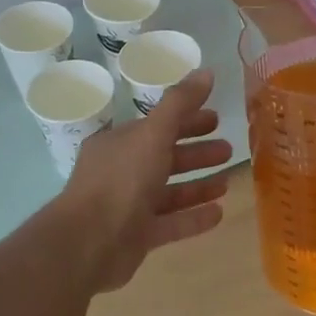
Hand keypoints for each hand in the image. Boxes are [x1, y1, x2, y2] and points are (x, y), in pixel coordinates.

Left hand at [59, 69, 233, 291]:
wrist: (87, 244)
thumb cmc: (120, 181)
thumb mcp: (152, 134)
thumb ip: (179, 104)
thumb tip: (206, 71)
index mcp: (120, 143)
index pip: (158, 126)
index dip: (187, 119)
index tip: (216, 119)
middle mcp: (122, 171)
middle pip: (165, 157)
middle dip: (196, 152)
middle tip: (228, 149)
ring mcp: (128, 206)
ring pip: (169, 192)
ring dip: (198, 186)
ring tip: (227, 182)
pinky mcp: (136, 237)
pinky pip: (170, 224)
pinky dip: (193, 217)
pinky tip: (219, 213)